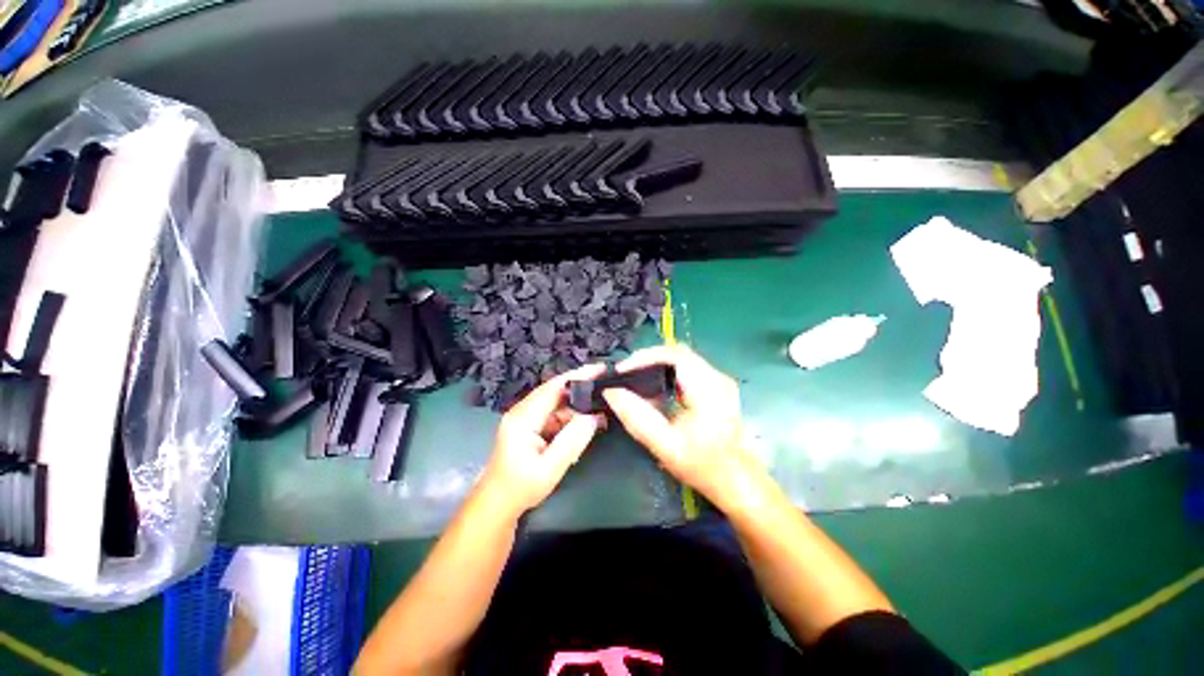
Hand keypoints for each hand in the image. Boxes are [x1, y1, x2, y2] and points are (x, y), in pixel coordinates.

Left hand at [478, 364, 605, 515]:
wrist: (497, 504)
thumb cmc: (520, 488)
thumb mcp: (550, 468)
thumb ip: (572, 441)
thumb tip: (593, 417)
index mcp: (523, 418)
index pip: (553, 387)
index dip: (577, 375)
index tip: (600, 369)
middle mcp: (522, 411)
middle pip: (555, 391)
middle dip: (581, 388)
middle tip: (606, 389)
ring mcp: (524, 417)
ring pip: (556, 403)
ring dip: (577, 406)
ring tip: (599, 412)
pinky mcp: (529, 425)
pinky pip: (553, 414)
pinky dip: (570, 417)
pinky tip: (583, 426)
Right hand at [602, 346, 761, 509]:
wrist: (740, 483)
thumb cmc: (705, 467)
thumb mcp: (666, 445)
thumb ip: (637, 418)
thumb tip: (611, 392)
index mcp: (708, 388)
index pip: (673, 354)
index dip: (643, 357)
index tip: (621, 370)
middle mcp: (717, 377)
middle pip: (677, 352)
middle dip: (647, 359)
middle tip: (625, 374)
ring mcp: (719, 381)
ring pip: (681, 359)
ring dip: (656, 365)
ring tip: (634, 380)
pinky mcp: (717, 387)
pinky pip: (687, 369)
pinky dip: (666, 374)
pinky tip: (654, 390)